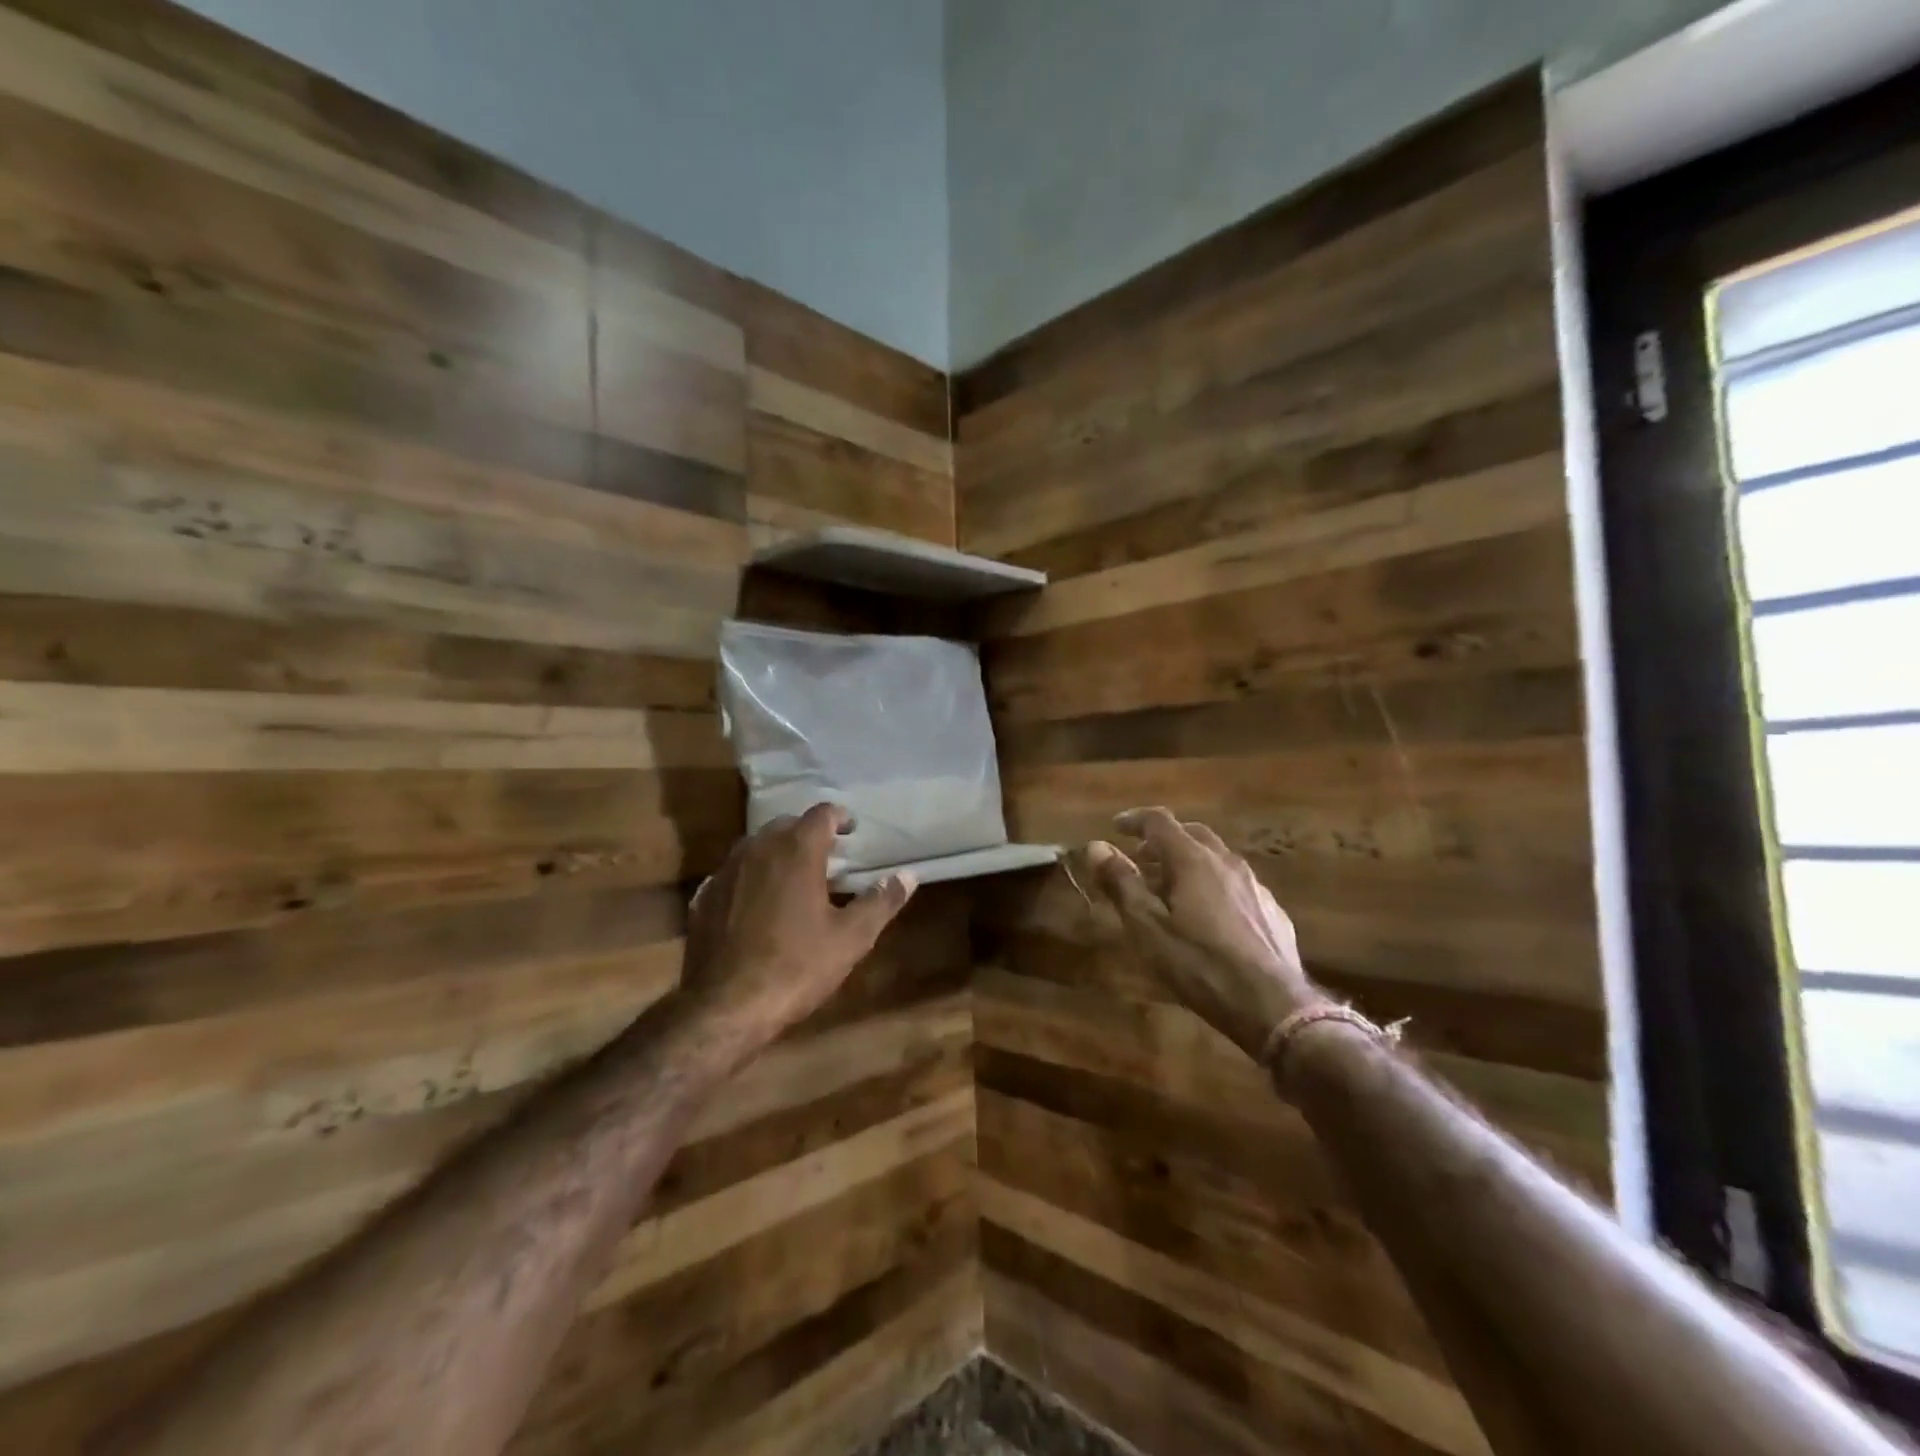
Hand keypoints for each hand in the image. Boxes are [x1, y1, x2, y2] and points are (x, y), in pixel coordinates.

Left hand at [680, 804, 915, 1051]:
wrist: (724, 1007)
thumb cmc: (797, 966)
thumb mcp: (851, 937)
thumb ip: (881, 901)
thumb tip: (907, 876)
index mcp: (797, 850)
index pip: (822, 814)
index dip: (840, 817)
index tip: (852, 830)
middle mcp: (758, 849)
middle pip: (787, 825)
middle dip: (809, 834)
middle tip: (829, 856)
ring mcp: (725, 872)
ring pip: (756, 846)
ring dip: (778, 853)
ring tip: (795, 877)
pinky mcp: (703, 898)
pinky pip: (733, 874)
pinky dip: (751, 878)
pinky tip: (758, 903)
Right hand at [1070, 808, 1323, 1061]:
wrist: (1272, 1006)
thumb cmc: (1199, 963)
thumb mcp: (1147, 926)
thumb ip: (1121, 883)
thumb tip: (1096, 847)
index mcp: (1193, 860)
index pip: (1160, 821)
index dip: (1134, 820)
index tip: (1115, 827)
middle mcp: (1227, 862)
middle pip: (1192, 833)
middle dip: (1163, 840)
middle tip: (1140, 858)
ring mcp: (1254, 886)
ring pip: (1216, 858)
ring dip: (1188, 862)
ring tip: (1170, 887)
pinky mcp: (1272, 911)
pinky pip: (1235, 884)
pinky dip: (1212, 884)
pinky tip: (1207, 915)